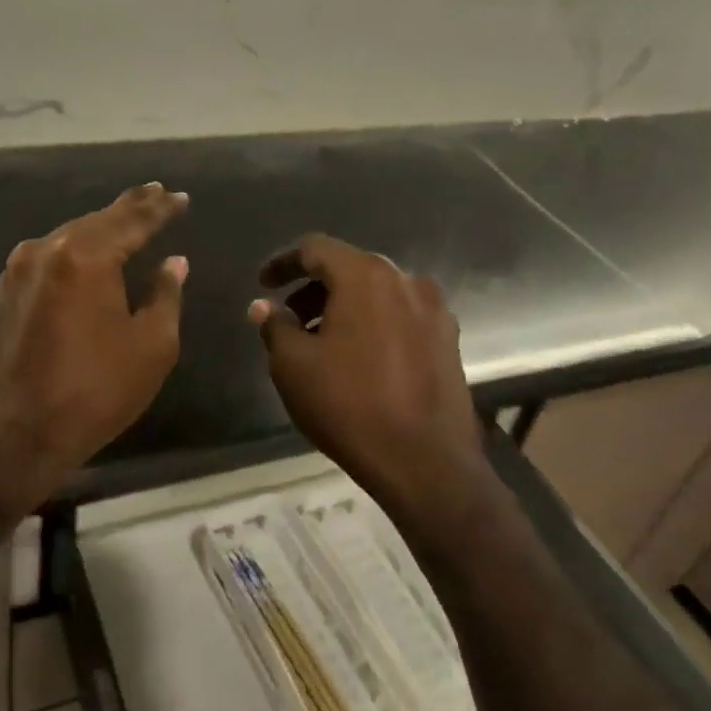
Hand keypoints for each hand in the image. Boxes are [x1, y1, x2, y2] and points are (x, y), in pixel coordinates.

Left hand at [0, 184, 188, 504]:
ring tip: (131, 215)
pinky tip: (90, 246)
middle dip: (131, 207)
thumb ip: (165, 294)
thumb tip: (174, 262)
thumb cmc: (97, 390)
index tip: (180, 197)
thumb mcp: (151, 345)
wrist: (22, 433)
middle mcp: (49, 250)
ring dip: (102, 225)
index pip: (133, 221)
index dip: (160, 209)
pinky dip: (77, 246)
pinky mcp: (9, 290)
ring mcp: (22, 269)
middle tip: (157, 193)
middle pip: (98, 220)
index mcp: (86, 258)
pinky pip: (51, 253)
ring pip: (71, 233)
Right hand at [250, 234, 488, 514]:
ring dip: (343, 307)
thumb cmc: (350, 405)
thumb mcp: (294, 366)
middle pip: (349, 268)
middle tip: (288, 318)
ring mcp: (434, 310)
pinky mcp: (448, 340)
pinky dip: (372, 324)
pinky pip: (400, 316)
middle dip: (313, 289)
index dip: (283, 263)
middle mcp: (406, 281)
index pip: (315, 249)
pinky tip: (357, 358)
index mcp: (366, 277)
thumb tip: (264, 307)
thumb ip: (275, 326)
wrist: (425, 462)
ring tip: (319, 343)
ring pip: (377, 294)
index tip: (262, 284)